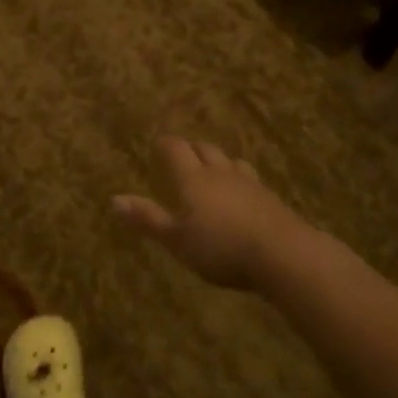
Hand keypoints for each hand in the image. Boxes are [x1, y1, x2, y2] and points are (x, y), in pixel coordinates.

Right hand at [112, 137, 309, 290]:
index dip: (166, 144)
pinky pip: (251, 180)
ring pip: (231, 162)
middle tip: (184, 153)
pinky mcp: (271, 198)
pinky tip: (243, 195)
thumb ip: (148, 219)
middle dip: (192, 149)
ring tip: (214, 170)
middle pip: (205, 149)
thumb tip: (114, 199)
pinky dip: (241, 181)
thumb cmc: (221, 248)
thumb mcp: (177, 240)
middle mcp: (220, 172)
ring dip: (219, 162)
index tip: (159, 144)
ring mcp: (249, 183)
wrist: (283, 254)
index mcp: (193, 178)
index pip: (176, 149)